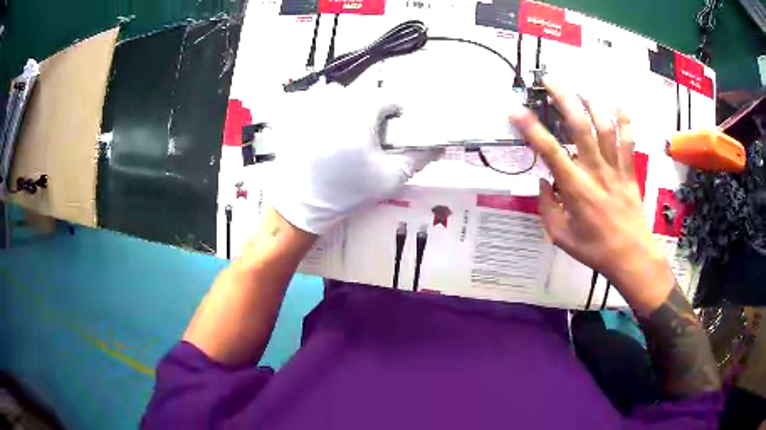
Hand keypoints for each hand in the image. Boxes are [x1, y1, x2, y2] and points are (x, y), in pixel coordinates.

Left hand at [268, 83, 440, 234]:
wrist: (301, 205)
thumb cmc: (347, 192)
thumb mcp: (390, 177)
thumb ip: (419, 157)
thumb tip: (439, 143)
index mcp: (360, 112)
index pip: (389, 99)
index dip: (395, 116)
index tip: (389, 134)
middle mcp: (335, 100)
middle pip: (364, 96)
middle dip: (370, 114)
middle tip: (364, 142)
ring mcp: (310, 104)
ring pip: (340, 95)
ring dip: (346, 109)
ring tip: (342, 138)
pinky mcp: (295, 112)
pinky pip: (317, 100)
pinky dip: (323, 110)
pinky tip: (322, 133)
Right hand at [511, 81, 673, 313]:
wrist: (631, 257)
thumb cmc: (595, 249)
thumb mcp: (561, 237)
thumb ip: (547, 208)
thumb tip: (543, 183)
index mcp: (575, 189)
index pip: (549, 151)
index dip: (531, 128)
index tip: (516, 110)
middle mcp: (595, 171)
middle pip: (580, 127)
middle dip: (564, 99)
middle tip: (551, 80)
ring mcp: (615, 169)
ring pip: (605, 128)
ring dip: (592, 104)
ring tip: (580, 90)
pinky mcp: (629, 172)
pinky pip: (629, 142)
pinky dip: (626, 123)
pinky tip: (620, 106)